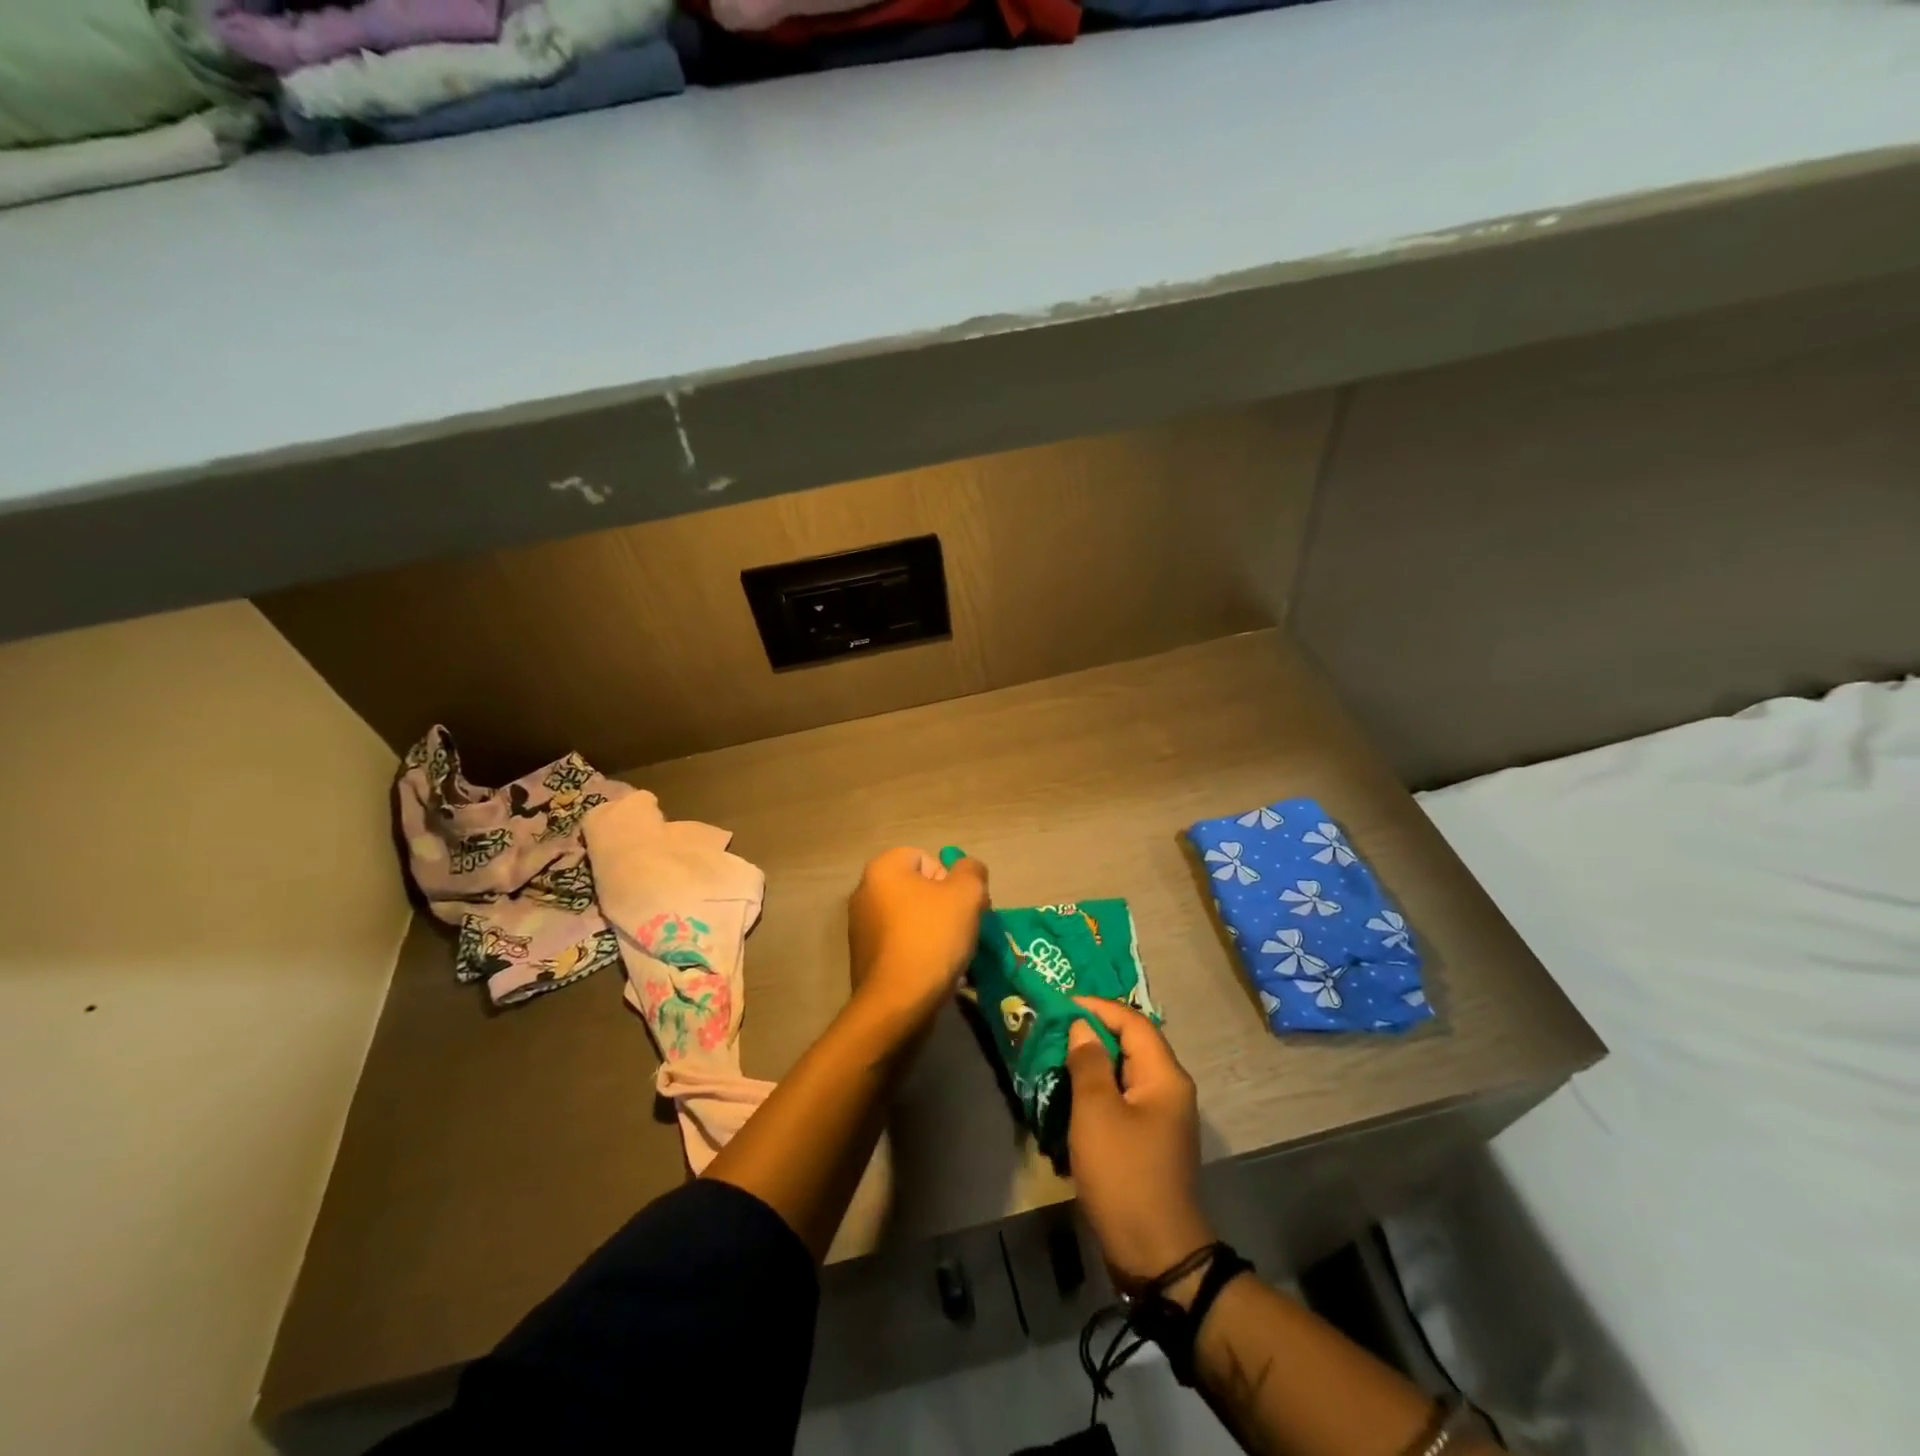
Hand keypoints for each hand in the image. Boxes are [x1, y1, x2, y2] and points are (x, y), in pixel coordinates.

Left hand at [847, 847, 988, 1023]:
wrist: (898, 1003)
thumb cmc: (932, 938)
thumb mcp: (967, 894)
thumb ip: (972, 871)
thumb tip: (968, 869)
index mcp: (882, 869)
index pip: (926, 858)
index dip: (951, 880)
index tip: (965, 906)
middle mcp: (865, 892)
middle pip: (919, 889)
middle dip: (946, 906)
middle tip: (965, 928)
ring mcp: (861, 927)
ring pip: (911, 918)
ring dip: (935, 931)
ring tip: (953, 954)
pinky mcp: (865, 958)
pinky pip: (901, 944)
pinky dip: (920, 952)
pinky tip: (936, 971)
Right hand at [1066, 998, 1215, 1296]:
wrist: (1157, 1255)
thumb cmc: (1125, 1175)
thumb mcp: (1097, 1113)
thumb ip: (1089, 1063)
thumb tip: (1082, 1027)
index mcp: (1164, 1076)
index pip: (1132, 1022)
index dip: (1098, 1007)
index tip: (1062, 1004)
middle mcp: (1169, 1089)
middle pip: (1131, 1044)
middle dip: (1093, 1032)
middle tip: (1054, 1029)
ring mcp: (1161, 1117)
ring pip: (1124, 1073)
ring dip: (1092, 1063)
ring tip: (1056, 1058)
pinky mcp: (1150, 1140)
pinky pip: (1122, 1100)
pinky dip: (1098, 1091)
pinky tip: (1071, 1097)